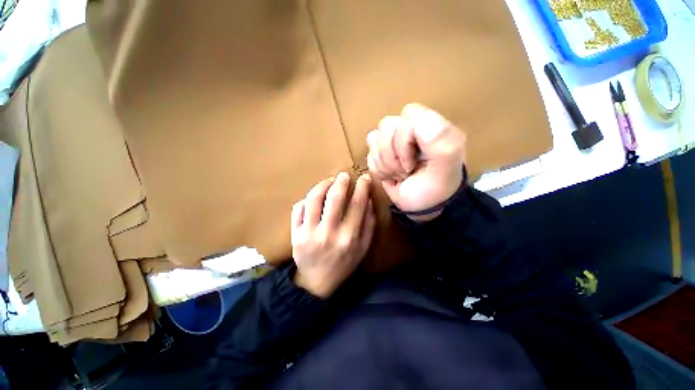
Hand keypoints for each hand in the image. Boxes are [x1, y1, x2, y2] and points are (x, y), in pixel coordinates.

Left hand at [291, 172, 375, 297]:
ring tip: (329, 181)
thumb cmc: (344, 264)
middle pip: (334, 198)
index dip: (362, 187)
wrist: (316, 282)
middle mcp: (328, 233)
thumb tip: (369, 200)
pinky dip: (307, 199)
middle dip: (341, 181)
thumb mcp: (363, 248)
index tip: (364, 178)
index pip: (357, 204)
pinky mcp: (294, 234)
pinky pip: (298, 208)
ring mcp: (308, 233)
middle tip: (344, 175)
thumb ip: (369, 224)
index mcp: (348, 238)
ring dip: (323, 185)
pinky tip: (314, 198)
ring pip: (314, 199)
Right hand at [367, 103, 465, 220]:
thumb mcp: (446, 165)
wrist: (421, 207)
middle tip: (405, 172)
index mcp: (431, 127)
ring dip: (385, 164)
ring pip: (374, 138)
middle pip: (386, 125)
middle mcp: (411, 130)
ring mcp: (394, 141)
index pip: (408, 115)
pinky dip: (378, 169)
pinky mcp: (381, 153)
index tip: (411, 163)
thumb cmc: (435, 189)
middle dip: (392, 156)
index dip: (403, 140)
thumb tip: (410, 121)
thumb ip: (438, 137)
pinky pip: (369, 154)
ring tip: (399, 175)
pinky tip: (390, 176)